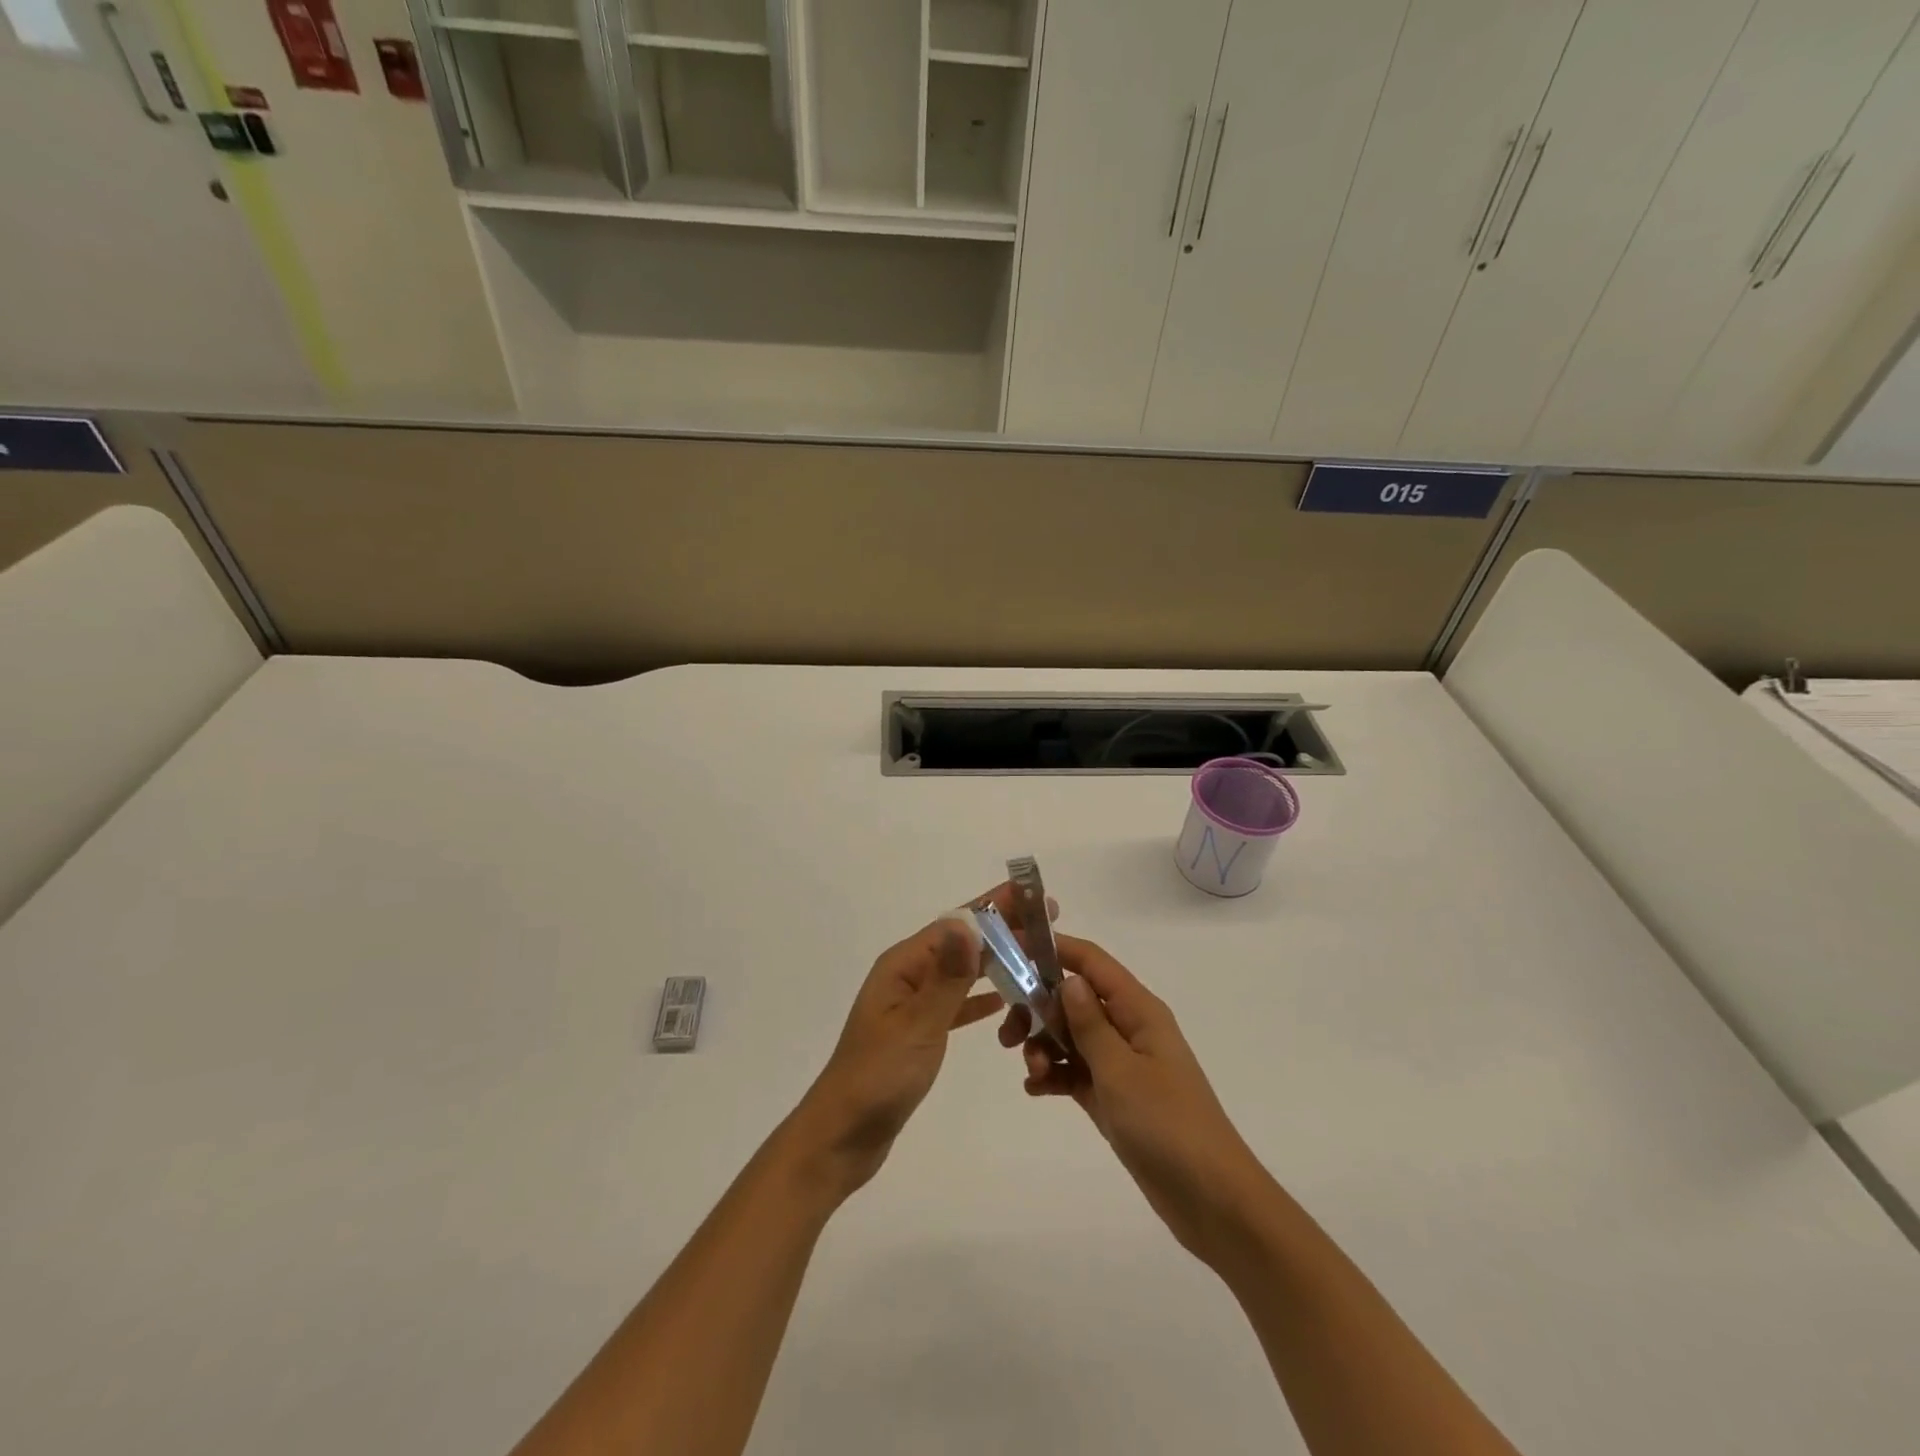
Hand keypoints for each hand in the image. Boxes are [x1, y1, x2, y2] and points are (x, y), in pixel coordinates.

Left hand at [792, 883, 1055, 1199]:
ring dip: (995, 961)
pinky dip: (979, 998)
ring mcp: (912, 1004)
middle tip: (1047, 924)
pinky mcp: (918, 1032)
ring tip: (1034, 955)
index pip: (956, 924)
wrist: (843, 1136)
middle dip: (1001, 930)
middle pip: (961, 943)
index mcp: (903, 965)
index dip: (995, 908)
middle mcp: (907, 976)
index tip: (1033, 896)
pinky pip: (956, 1004)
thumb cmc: (878, 1078)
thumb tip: (969, 924)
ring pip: (961, 972)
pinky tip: (1004, 999)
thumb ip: (947, 978)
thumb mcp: (917, 1025)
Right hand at [1000, 935, 1267, 1262]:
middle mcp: (1129, 1029)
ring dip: (1044, 1047)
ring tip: (1033, 1074)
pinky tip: (1036, 1090)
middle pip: (1074, 999)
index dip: (1054, 949)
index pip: (1091, 962)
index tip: (1012, 949)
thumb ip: (1090, 1024)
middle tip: (1009, 1036)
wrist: (1212, 1200)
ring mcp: (1122, 1064)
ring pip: (1071, 1037)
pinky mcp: (1115, 1097)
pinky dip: (1055, 1075)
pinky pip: (1076, 1072)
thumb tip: (1070, 980)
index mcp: (1138, 1010)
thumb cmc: (1168, 1125)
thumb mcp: (1121, 1071)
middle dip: (1038, 1010)